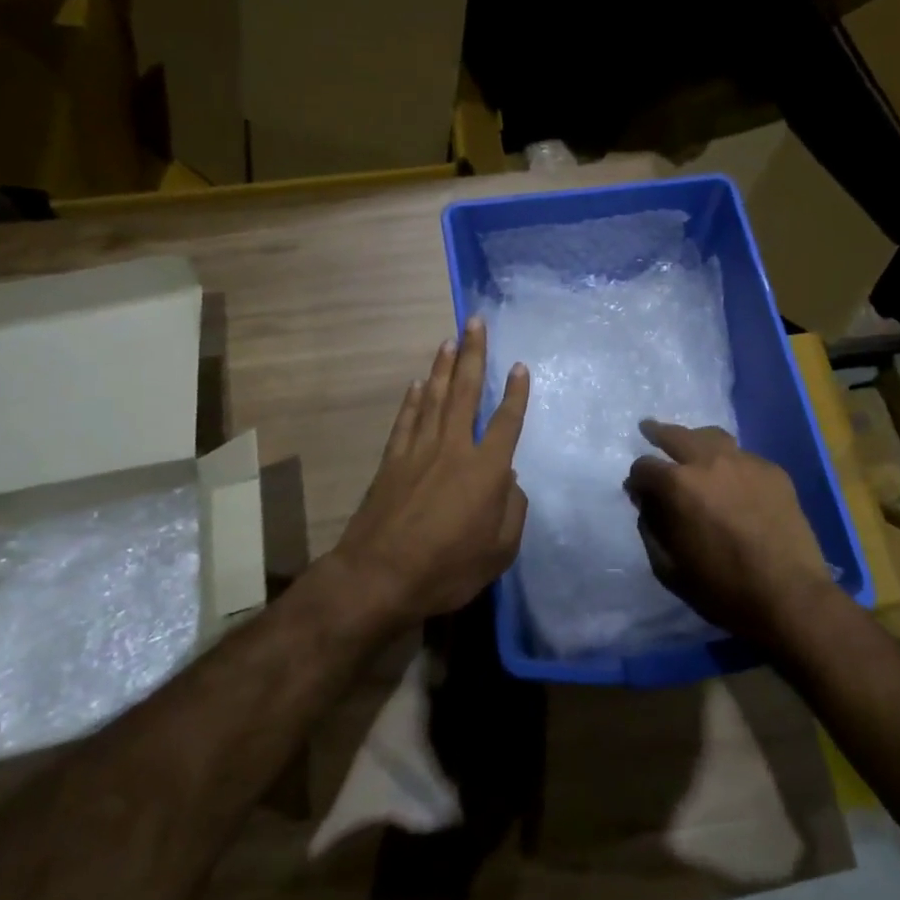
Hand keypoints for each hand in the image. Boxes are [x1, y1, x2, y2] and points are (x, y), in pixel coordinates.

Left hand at [326, 318, 529, 629]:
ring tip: (449, 340)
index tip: (519, 366)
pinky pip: (406, 420)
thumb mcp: (500, 551)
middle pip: (465, 392)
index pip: (506, 422)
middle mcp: (454, 448)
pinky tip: (418, 384)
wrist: (379, 577)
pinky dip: (413, 400)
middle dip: (473, 355)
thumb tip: (509, 482)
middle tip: (475, 322)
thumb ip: (513, 511)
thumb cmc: (448, 568)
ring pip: (434, 398)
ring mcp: (419, 451)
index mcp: (486, 470)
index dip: (516, 393)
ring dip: (443, 367)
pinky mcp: (392, 461)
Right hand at [625, 421, 834, 647]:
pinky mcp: (774, 471)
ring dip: (696, 440)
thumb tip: (645, 503)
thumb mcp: (669, 567)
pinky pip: (743, 457)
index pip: (644, 467)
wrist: (789, 596)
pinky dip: (730, 463)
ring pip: (713, 437)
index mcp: (678, 485)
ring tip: (692, 447)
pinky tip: (732, 480)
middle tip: (648, 429)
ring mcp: (746, 462)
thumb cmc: (722, 588)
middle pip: (676, 435)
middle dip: (657, 433)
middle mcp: (709, 461)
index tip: (638, 491)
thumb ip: (650, 528)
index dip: (637, 479)